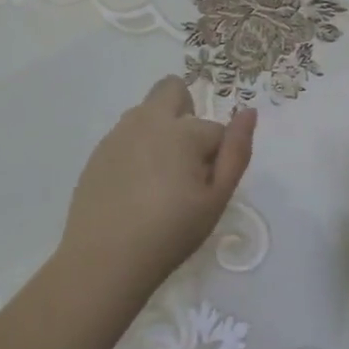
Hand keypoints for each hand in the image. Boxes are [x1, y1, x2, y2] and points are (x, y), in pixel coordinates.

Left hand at [59, 76, 256, 300]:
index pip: (216, 130)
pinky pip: (126, 134)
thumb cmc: (170, 232)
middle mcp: (149, 120)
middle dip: (186, 112)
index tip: (206, 188)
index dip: (217, 158)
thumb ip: (237, 152)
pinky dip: (137, 148)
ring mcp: (119, 133)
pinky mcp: (99, 151)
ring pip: (147, 111)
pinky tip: (134, 187)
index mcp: (183, 130)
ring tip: (158, 179)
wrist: (104, 259)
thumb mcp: (216, 199)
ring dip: (160, 129)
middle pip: (173, 89)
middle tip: (185, 160)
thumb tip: (249, 112)